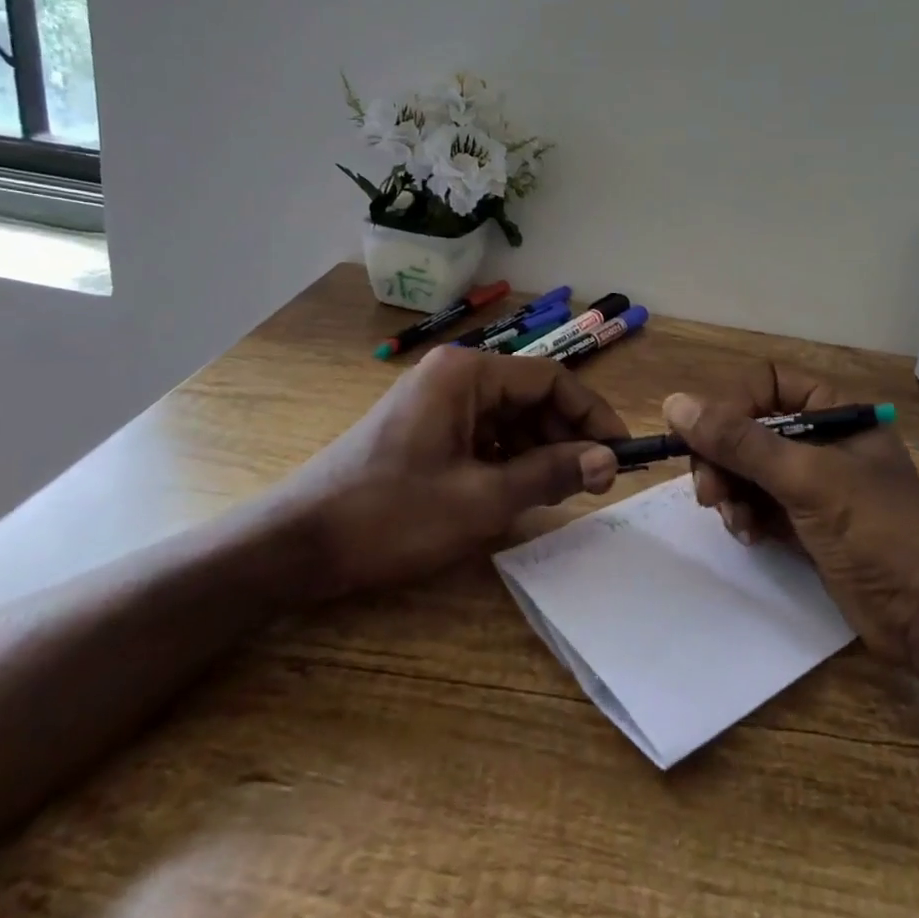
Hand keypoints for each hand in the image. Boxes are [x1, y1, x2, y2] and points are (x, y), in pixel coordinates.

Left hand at [290, 344, 627, 596]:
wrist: (298, 544)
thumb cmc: (392, 514)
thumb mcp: (481, 499)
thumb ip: (550, 474)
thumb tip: (609, 461)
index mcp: (468, 374)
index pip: (551, 381)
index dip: (592, 416)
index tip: (620, 454)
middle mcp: (455, 376)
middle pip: (532, 398)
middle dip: (566, 438)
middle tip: (591, 485)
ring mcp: (437, 402)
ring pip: (510, 419)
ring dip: (539, 452)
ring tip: (558, 494)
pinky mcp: (426, 429)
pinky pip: (484, 436)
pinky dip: (509, 461)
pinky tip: (519, 494)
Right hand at [663, 365, 918, 665]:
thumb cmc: (878, 532)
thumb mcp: (806, 479)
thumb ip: (740, 442)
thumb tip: (674, 403)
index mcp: (836, 413)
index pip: (767, 384)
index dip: (732, 405)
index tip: (703, 440)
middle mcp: (822, 441)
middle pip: (750, 428)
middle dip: (724, 457)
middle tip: (708, 492)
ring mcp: (814, 485)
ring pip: (748, 468)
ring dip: (731, 491)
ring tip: (734, 521)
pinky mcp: (806, 524)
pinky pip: (758, 504)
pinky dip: (745, 515)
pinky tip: (747, 536)